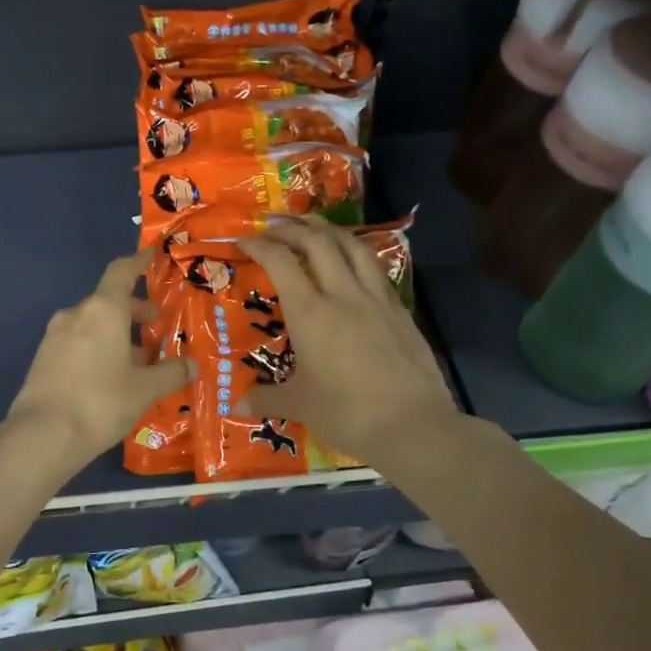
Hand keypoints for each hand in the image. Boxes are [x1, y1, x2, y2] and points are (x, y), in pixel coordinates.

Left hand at [6, 251, 196, 473]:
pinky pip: (77, 343)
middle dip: (133, 311)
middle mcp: (76, 314)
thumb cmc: (101, 402)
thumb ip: (171, 373)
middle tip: (155, 327)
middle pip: (108, 301)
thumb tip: (191, 365)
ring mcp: (54, 336)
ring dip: (116, 334)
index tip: (152, 255)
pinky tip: (110, 376)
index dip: (139, 262)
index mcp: (103, 310)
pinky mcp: (43, 359)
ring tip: (138, 360)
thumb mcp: (144, 389)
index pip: (121, 272)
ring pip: (92, 324)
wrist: (42, 435)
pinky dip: (97, 348)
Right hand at [238, 216, 458, 464]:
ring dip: (328, 229)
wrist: (413, 425)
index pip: (280, 262)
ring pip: (352, 246)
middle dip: (292, 227)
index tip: (242, 240)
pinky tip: (352, 258)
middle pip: (317, 242)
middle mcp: (342, 294)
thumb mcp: (300, 405)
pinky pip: (374, 267)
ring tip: (312, 225)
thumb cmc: (347, 413)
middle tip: (274, 224)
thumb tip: (237, 406)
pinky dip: (356, 252)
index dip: (259, 245)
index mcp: (310, 313)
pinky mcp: (399, 310)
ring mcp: (375, 299)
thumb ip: (267, 398)